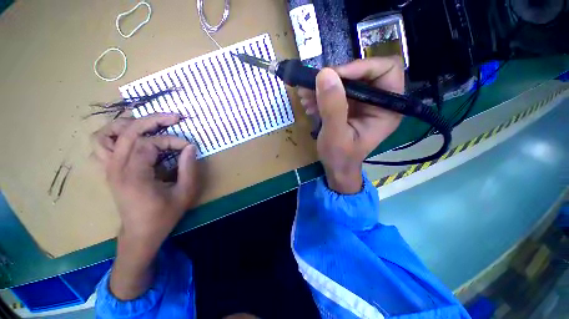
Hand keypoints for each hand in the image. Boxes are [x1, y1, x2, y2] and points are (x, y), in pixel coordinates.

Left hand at [92, 113, 198, 243]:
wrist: (140, 234)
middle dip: (153, 120)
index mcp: (134, 176)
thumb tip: (190, 147)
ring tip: (150, 125)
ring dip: (129, 124)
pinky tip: (131, 138)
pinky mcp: (108, 171)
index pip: (149, 143)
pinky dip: (114, 136)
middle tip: (174, 118)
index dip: (172, 140)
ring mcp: (108, 169)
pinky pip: (101, 146)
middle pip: (128, 132)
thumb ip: (189, 168)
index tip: (188, 147)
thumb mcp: (185, 193)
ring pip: (107, 134)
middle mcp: (115, 168)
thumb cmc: (163, 215)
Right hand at [298, 57, 403, 193]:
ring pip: (347, 80)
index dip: (361, 67)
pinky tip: (309, 103)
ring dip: (324, 86)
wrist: (336, 168)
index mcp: (387, 109)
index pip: (386, 70)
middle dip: (336, 77)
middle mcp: (379, 101)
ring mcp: (364, 103)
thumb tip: (324, 74)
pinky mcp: (350, 106)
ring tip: (305, 96)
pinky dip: (322, 94)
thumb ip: (332, 107)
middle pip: (363, 72)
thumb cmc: (340, 157)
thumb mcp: (335, 135)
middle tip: (312, 85)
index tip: (332, 76)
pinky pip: (337, 91)